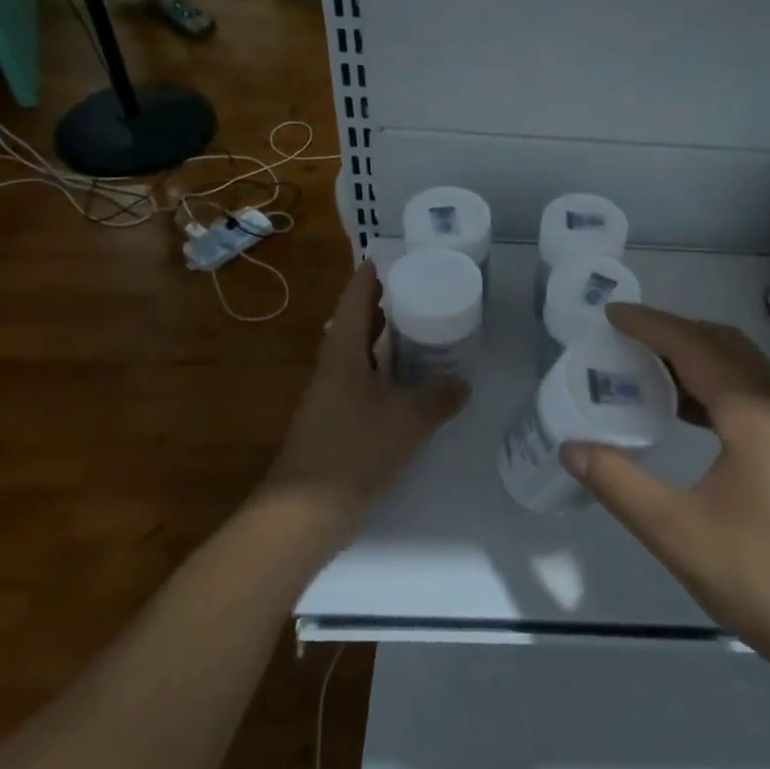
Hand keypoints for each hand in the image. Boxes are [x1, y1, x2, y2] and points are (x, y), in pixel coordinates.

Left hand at [264, 261, 467, 537]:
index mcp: (343, 351)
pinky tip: (409, 382)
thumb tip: (462, 384)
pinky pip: (363, 381)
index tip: (393, 257)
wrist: (307, 511)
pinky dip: (385, 372)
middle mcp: (333, 366)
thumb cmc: (355, 449)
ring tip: (421, 329)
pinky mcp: (336, 421)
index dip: (371, 275)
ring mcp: (331, 395)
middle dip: (384, 304)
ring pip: (360, 354)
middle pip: (356, 322)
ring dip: (385, 339)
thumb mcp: (409, 419)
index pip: (356, 298)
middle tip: (420, 289)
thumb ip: (439, 398)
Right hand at [560, 304, 769, 696]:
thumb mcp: (677, 534)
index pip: (693, 347)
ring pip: (753, 369)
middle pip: (727, 346)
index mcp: (754, 415)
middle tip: (630, 341)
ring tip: (660, 375)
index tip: (612, 314)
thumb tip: (572, 448)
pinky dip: (736, 386)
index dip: (650, 326)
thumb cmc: (763, 581)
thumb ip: (619, 484)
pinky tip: (716, 408)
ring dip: (706, 360)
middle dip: (677, 334)